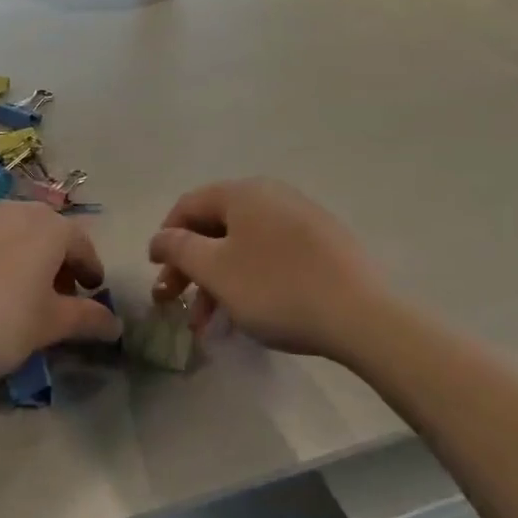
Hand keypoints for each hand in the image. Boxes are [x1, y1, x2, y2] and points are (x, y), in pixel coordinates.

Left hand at [0, 201, 120, 384]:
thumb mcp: (44, 328)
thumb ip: (84, 320)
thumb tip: (115, 323)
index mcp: (49, 228)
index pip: (83, 244)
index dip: (92, 270)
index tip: (94, 293)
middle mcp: (16, 210)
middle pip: (48, 233)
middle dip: (58, 263)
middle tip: (59, 298)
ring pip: (15, 234)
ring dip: (26, 261)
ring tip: (19, 298)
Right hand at [149, 179, 389, 357]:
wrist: (361, 315)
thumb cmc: (276, 288)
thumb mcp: (216, 270)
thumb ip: (180, 249)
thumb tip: (160, 237)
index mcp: (243, 193)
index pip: (188, 205)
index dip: (166, 237)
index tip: (156, 272)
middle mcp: (271, 195)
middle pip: (216, 227)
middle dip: (191, 267)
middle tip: (175, 303)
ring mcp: (302, 218)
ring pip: (244, 246)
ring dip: (218, 281)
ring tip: (209, 324)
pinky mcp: (324, 244)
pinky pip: (272, 255)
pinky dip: (250, 280)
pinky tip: (247, 313)